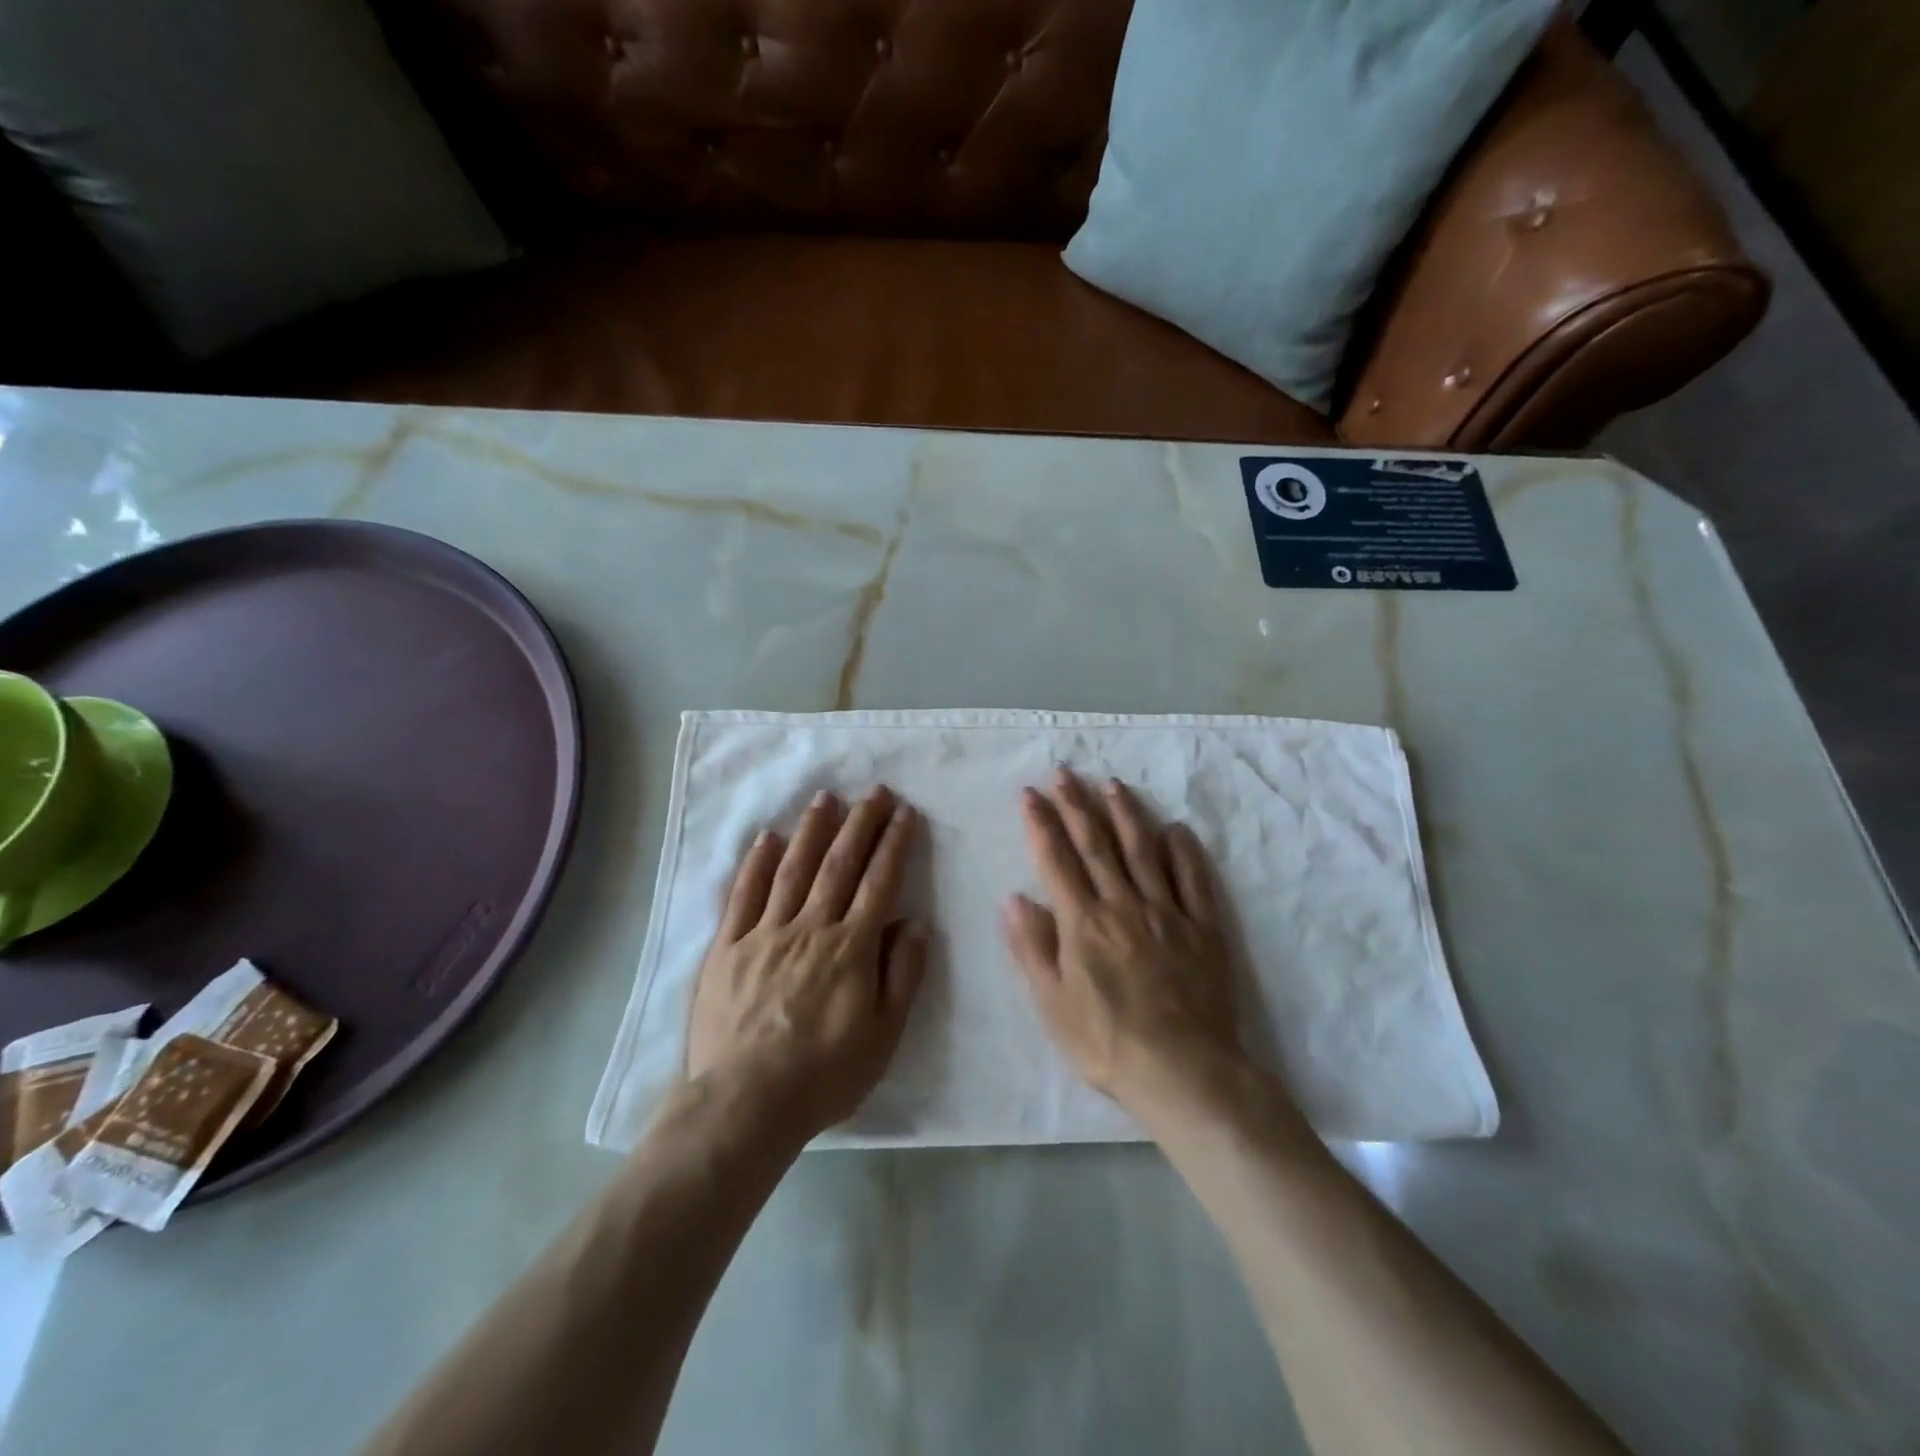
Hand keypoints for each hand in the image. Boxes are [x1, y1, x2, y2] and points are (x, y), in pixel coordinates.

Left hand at [686, 787, 927, 1141]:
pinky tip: (767, 837)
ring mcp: (765, 933)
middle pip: (839, 864)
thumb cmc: (824, 1075)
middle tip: (875, 791)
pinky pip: (744, 895)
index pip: (879, 882)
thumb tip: (915, 923)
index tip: (905, 813)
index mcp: (851, 948)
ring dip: (812, 830)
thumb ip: (902, 974)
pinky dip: (756, 863)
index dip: (894, 844)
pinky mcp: (728, 947)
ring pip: (793, 869)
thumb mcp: (883, 1035)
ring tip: (826, 797)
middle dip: (860, 823)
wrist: (744, 1104)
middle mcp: (810, 927)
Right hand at [1004, 769, 1241, 1113]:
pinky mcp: (1203, 927)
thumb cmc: (1107, 1043)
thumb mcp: (1052, 1004)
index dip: (1041, 823)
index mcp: (1083, 922)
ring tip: (1113, 784)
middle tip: (1065, 772)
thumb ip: (1032, 948)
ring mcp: (1167, 912)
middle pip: (1098, 843)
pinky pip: (1194, 878)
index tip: (1030, 793)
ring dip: (1126, 813)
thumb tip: (1014, 898)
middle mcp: (1123, 904)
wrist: (1184, 1071)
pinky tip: (1176, 828)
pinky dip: (1184, 850)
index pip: (1056, 860)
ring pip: (1144, 850)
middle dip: (1077, 804)